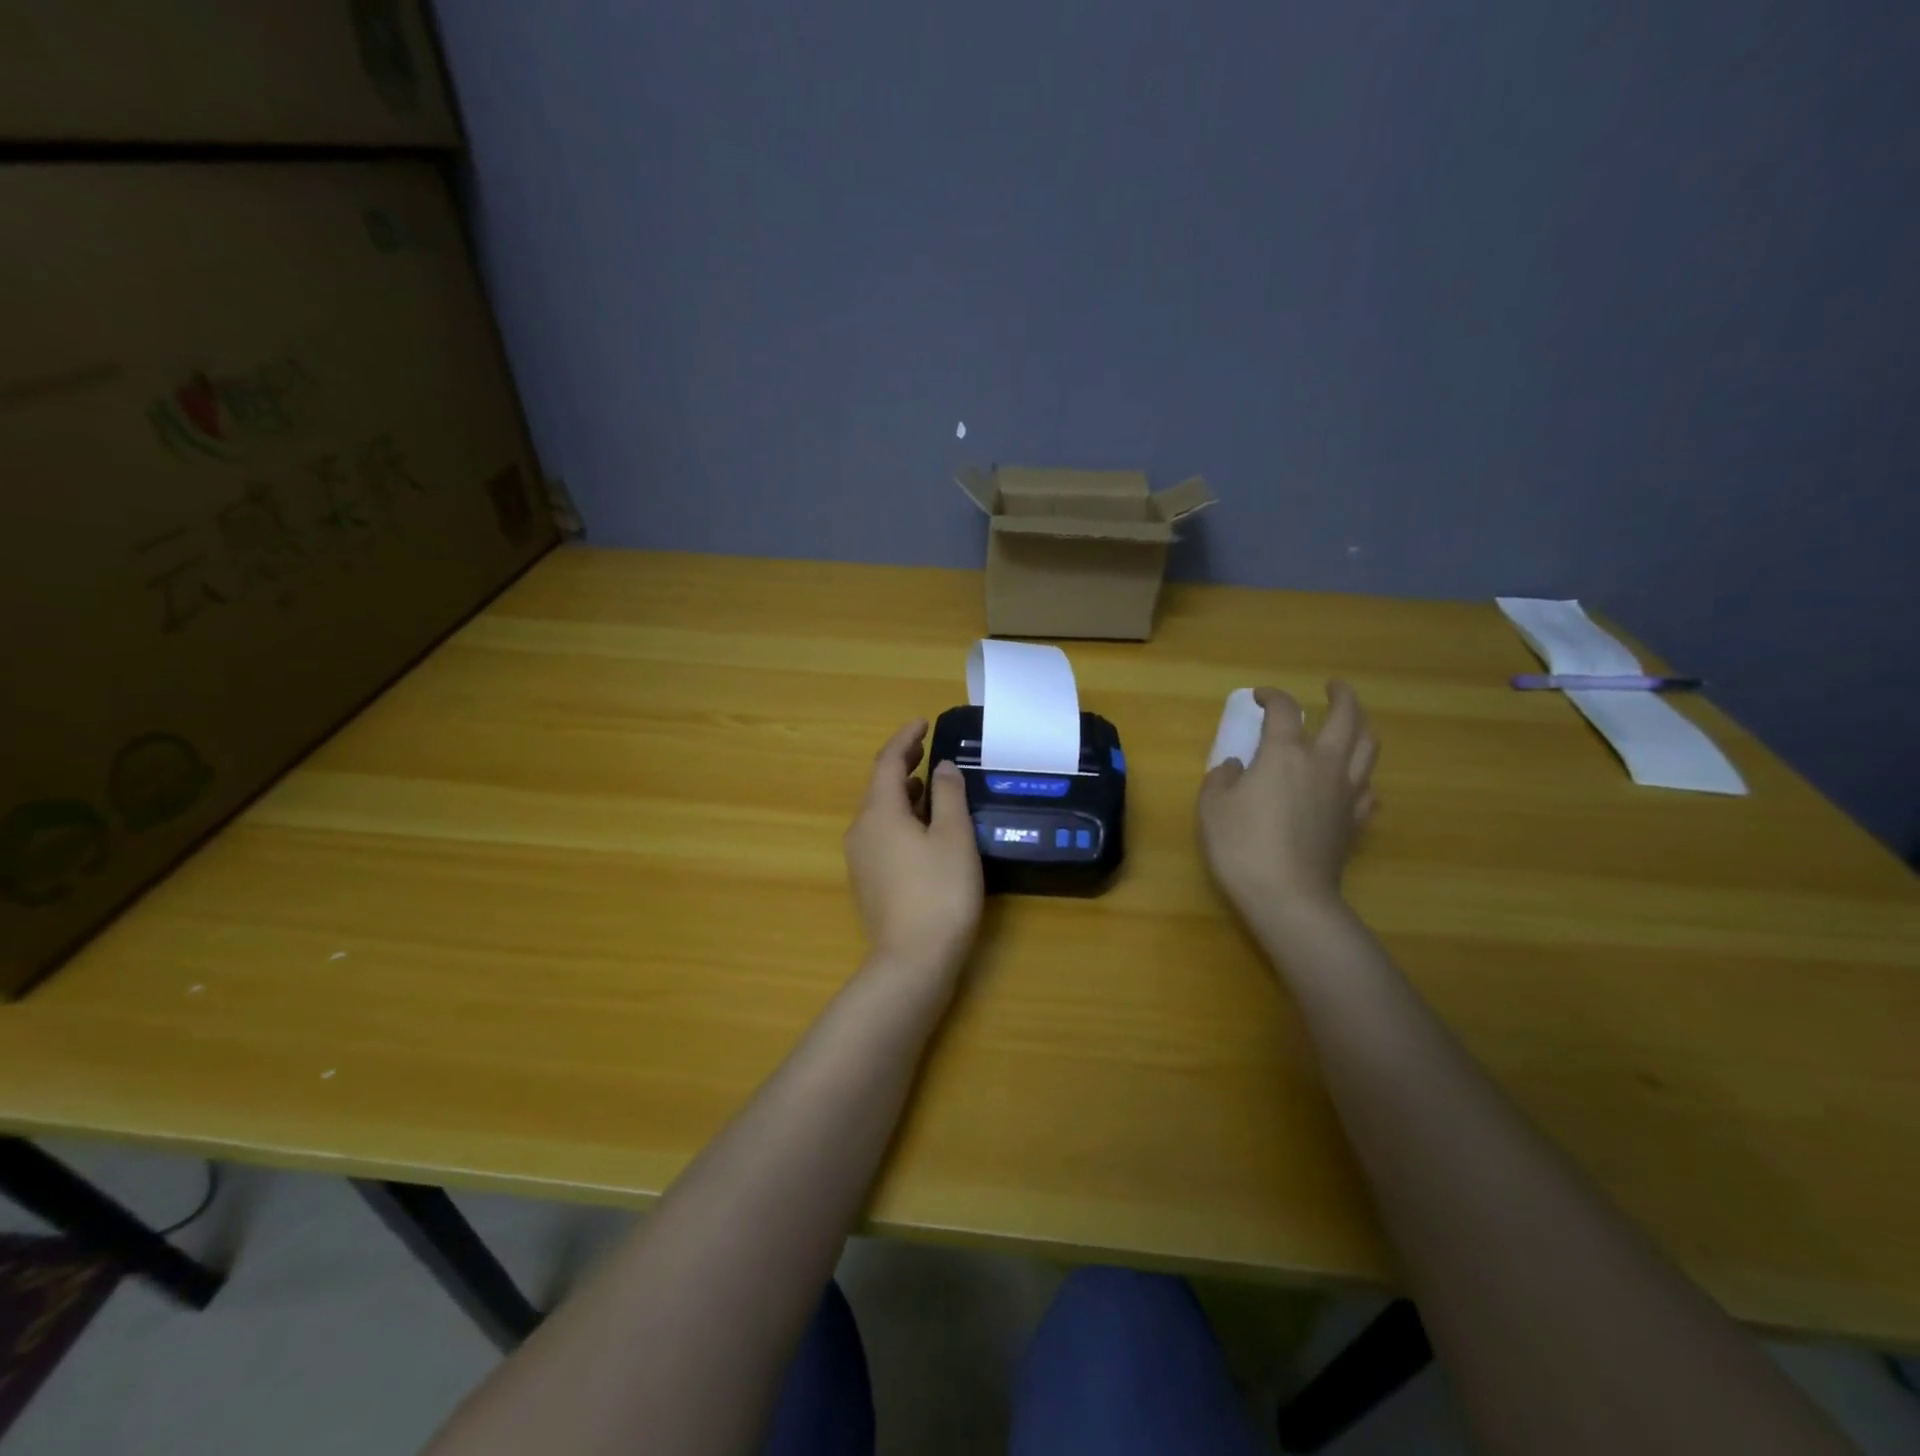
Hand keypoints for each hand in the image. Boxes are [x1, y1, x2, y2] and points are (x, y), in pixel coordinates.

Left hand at [844, 720, 984, 977]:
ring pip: (879, 812)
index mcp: (880, 813)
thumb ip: (948, 796)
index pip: (887, 763)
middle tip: (926, 748)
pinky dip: (900, 818)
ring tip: (929, 785)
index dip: (905, 739)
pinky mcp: (868, 881)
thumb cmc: (940, 892)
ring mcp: (861, 858)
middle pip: (879, 787)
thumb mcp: (953, 837)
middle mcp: (861, 830)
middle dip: (902, 764)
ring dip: (902, 793)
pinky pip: (881, 834)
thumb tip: (941, 767)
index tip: (923, 722)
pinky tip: (922, 829)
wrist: (912, 961)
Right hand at [1198, 682, 1378, 924]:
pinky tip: (1352, 782)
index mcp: (1285, 753)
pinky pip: (1368, 789)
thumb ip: (1221, 777)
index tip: (1259, 697)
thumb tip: (1235, 766)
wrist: (1288, 896)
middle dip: (1341, 696)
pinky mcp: (1356, 822)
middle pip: (1347, 717)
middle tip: (1333, 687)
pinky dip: (1361, 777)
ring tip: (1351, 724)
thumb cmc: (1242, 846)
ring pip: (1367, 748)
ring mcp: (1346, 793)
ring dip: (1361, 727)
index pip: (1284, 710)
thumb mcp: (1212, 807)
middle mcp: (1323, 764)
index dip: (1272, 696)